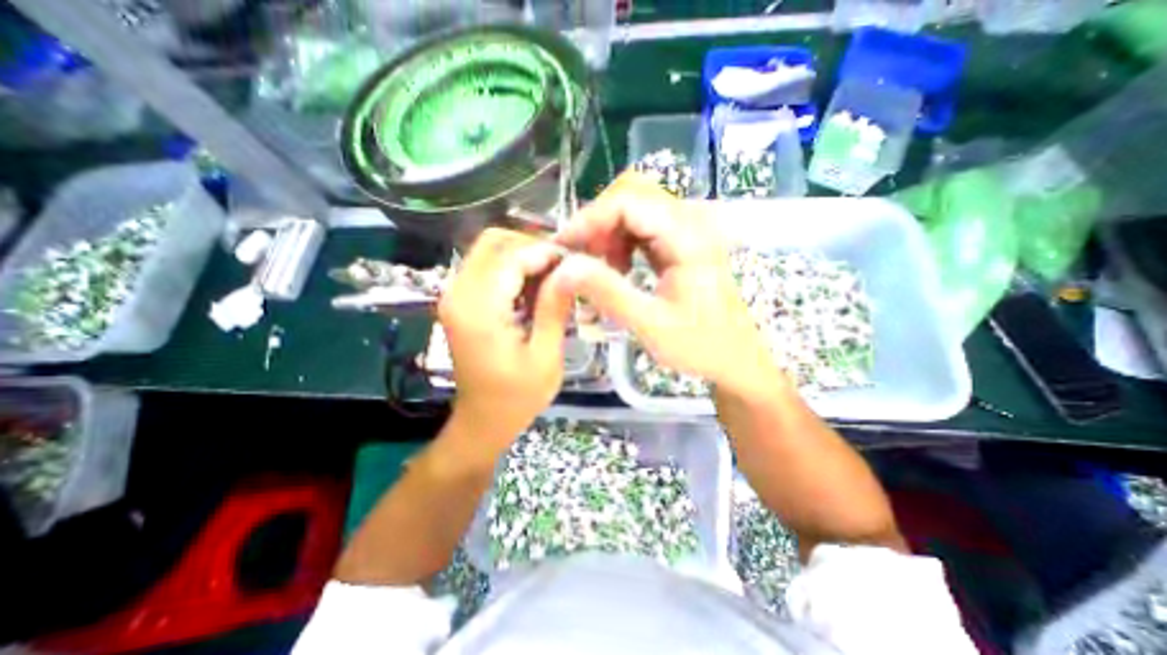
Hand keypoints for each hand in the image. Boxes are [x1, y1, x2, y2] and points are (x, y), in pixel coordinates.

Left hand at [439, 231, 571, 455]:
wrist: (482, 420)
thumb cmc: (517, 397)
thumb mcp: (545, 355)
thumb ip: (554, 307)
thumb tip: (572, 268)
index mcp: (479, 310)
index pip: (511, 256)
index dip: (546, 252)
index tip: (575, 261)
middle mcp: (458, 293)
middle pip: (494, 242)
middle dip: (532, 247)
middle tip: (563, 268)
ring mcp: (454, 295)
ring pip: (489, 250)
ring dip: (523, 256)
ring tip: (553, 278)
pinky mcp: (460, 301)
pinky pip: (486, 267)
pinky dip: (513, 268)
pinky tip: (534, 288)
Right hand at [552, 169, 772, 392]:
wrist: (735, 357)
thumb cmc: (700, 346)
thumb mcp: (650, 324)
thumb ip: (608, 293)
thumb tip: (564, 268)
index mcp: (688, 238)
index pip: (629, 202)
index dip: (590, 219)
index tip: (564, 247)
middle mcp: (690, 223)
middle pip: (632, 196)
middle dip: (598, 223)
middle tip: (579, 258)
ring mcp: (687, 231)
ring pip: (635, 209)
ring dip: (608, 233)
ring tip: (597, 267)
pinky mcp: (681, 244)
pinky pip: (643, 227)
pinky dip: (621, 242)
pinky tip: (617, 268)